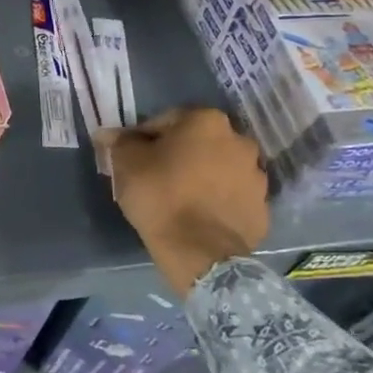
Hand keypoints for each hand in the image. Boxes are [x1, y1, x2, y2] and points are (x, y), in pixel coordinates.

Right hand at [101, 107, 268, 296]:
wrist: (199, 251)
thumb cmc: (159, 194)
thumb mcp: (126, 162)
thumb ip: (120, 141)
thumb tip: (110, 134)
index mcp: (207, 121)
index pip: (166, 120)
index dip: (144, 138)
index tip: (132, 156)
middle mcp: (239, 141)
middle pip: (198, 142)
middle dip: (179, 154)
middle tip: (156, 175)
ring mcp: (256, 176)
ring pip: (219, 169)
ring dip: (202, 176)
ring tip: (178, 198)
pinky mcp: (262, 208)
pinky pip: (232, 197)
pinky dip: (217, 200)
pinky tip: (198, 215)